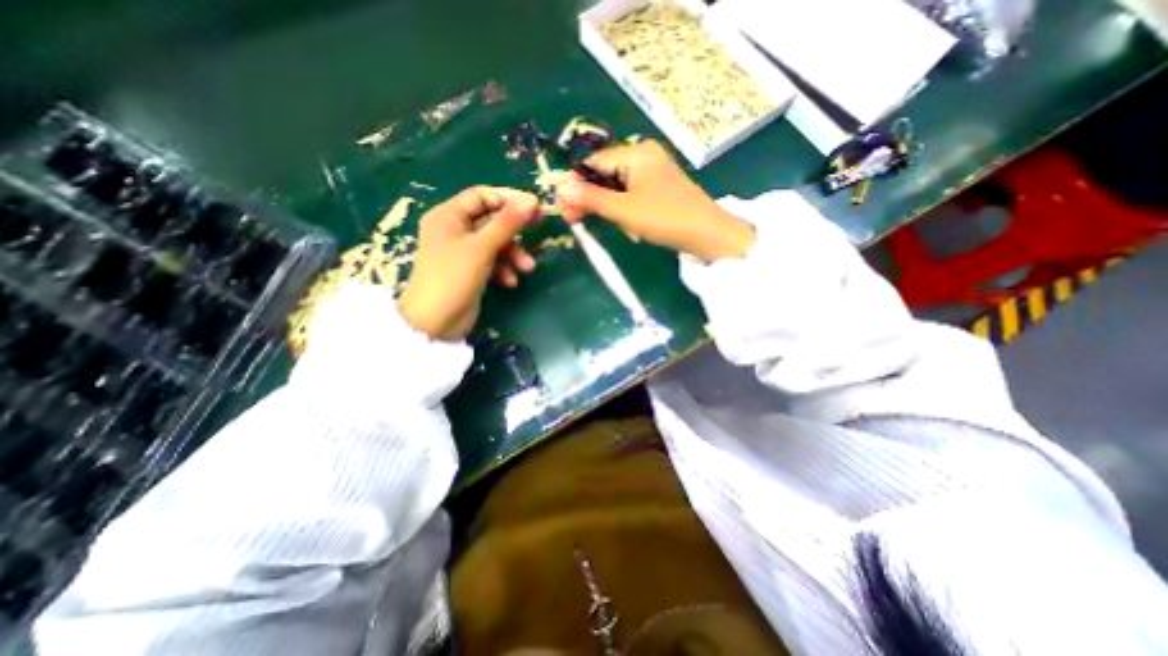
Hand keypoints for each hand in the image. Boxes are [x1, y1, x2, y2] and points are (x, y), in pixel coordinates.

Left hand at [399, 184, 540, 336]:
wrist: (436, 322)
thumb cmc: (453, 277)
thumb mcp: (482, 247)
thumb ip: (507, 223)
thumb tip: (531, 201)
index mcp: (448, 215)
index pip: (481, 196)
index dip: (507, 199)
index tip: (533, 207)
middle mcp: (454, 229)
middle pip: (491, 220)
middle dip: (514, 230)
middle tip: (539, 226)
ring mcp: (463, 251)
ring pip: (495, 243)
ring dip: (513, 254)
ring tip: (527, 268)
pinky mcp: (470, 270)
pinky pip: (492, 261)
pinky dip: (503, 269)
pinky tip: (510, 282)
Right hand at [555, 142, 757, 261]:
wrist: (707, 233)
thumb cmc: (664, 218)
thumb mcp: (623, 210)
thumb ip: (591, 198)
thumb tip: (561, 188)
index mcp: (636, 152)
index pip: (594, 163)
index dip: (576, 185)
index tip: (563, 207)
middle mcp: (645, 155)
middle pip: (605, 174)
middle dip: (592, 199)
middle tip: (576, 220)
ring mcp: (655, 171)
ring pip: (618, 187)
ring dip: (610, 208)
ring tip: (616, 227)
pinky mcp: (661, 187)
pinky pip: (633, 194)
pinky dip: (626, 209)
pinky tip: (631, 226)